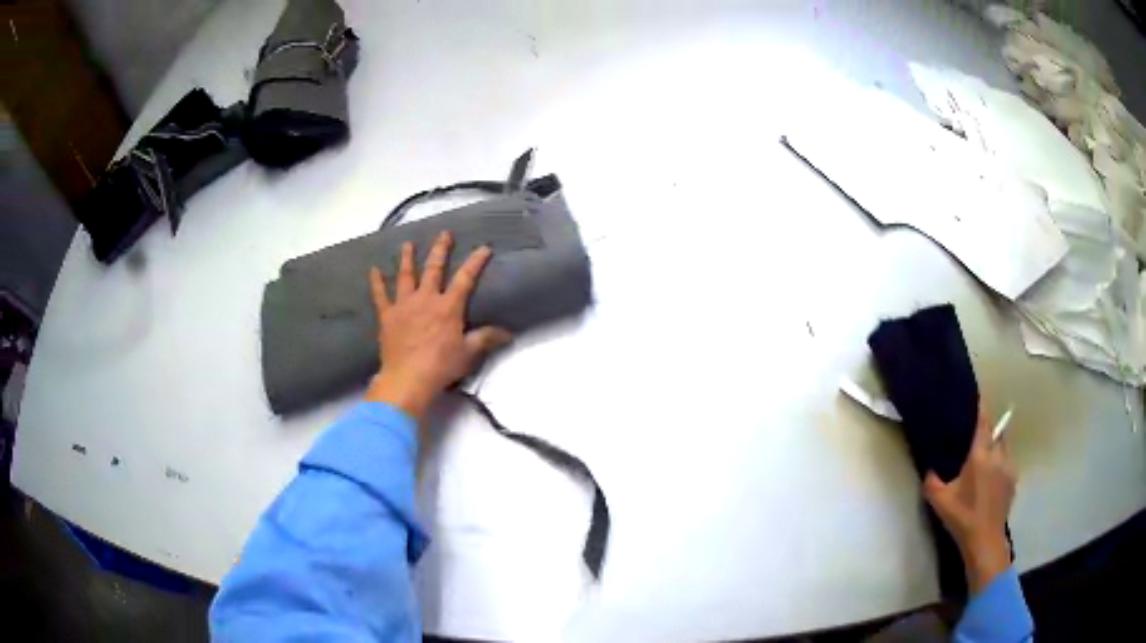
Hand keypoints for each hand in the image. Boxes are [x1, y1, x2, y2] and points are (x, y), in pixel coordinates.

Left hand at [365, 231, 511, 420]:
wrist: (408, 378)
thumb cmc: (441, 366)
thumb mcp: (468, 353)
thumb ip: (486, 339)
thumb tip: (508, 333)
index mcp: (448, 307)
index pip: (465, 279)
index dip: (475, 262)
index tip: (483, 248)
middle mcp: (426, 299)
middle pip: (434, 269)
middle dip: (440, 250)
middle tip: (444, 234)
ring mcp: (404, 305)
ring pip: (406, 276)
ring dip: (407, 258)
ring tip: (408, 244)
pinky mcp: (387, 316)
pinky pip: (380, 296)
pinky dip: (377, 282)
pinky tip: (374, 270)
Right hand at [923, 406, 1016, 593]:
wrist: (985, 540)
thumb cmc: (963, 517)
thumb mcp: (940, 501)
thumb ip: (932, 481)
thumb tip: (929, 468)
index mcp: (981, 455)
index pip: (983, 422)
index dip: (980, 407)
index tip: (977, 396)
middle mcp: (998, 455)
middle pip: (996, 431)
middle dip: (988, 429)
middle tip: (976, 435)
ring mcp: (1009, 467)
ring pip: (1003, 446)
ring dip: (995, 446)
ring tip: (984, 458)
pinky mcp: (1013, 480)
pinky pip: (1007, 462)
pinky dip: (999, 463)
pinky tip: (991, 479)